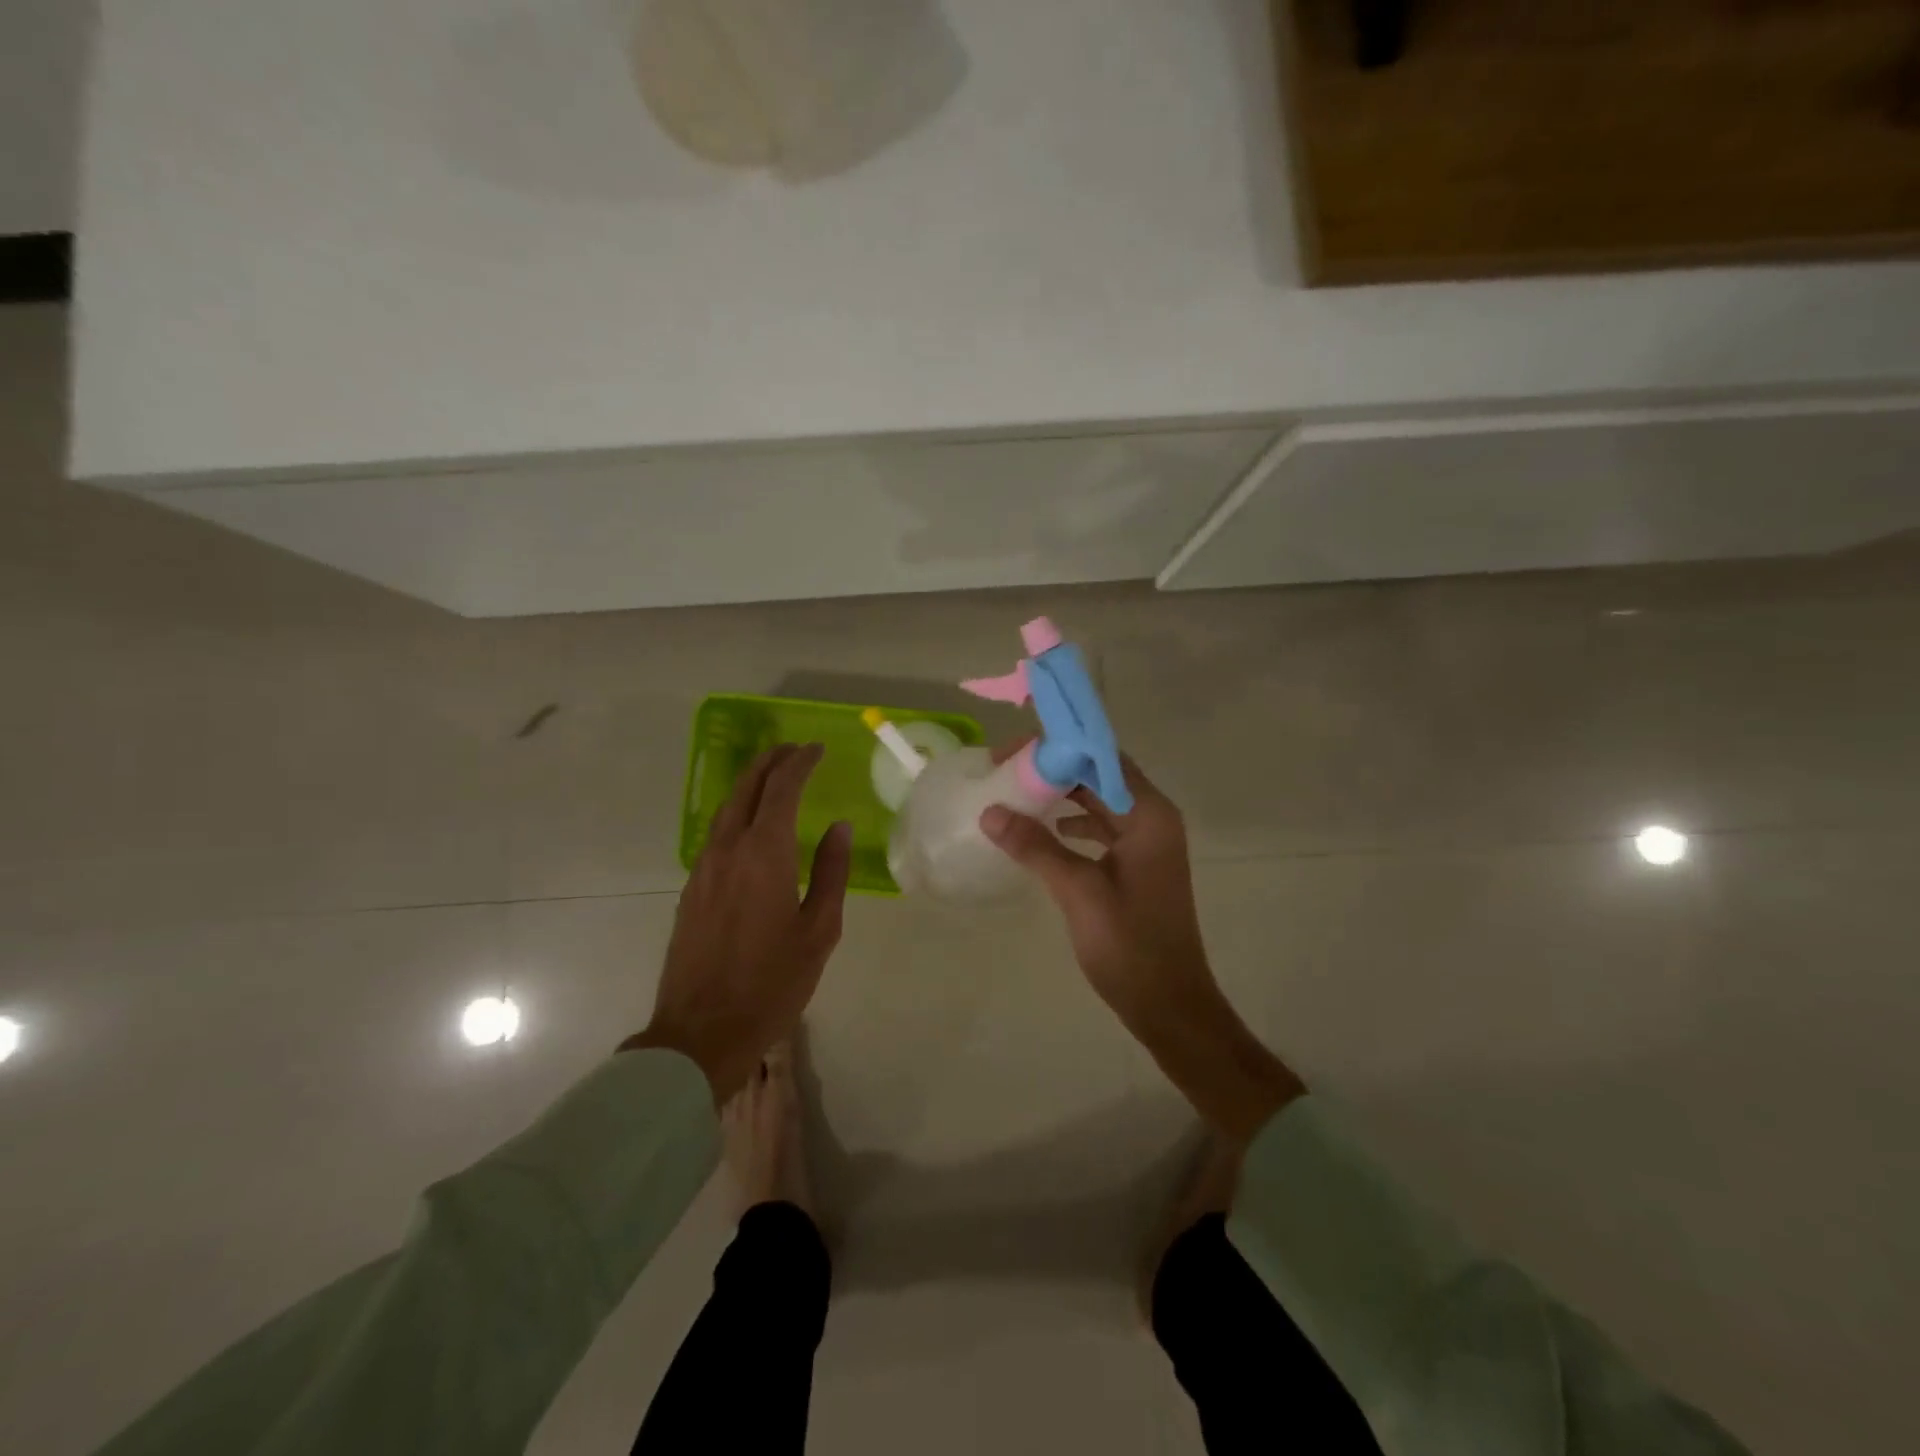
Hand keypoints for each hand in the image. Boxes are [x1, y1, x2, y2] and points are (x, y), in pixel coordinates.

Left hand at [624, 743, 851, 1101]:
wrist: (701, 1032)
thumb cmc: (772, 983)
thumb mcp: (819, 930)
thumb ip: (830, 872)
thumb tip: (839, 827)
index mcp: (764, 854)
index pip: (782, 789)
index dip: (800, 763)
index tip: (817, 749)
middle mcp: (728, 850)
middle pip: (746, 788)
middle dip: (770, 762)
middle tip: (794, 751)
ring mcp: (703, 868)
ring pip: (727, 809)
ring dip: (751, 785)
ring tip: (775, 778)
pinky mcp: (691, 889)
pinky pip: (717, 833)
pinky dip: (738, 813)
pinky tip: (752, 826)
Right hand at [979, 750, 1303, 1142]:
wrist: (1169, 1004)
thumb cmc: (1130, 945)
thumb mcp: (1078, 891)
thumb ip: (1035, 847)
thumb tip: (990, 812)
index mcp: (1148, 815)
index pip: (1100, 758)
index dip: (1055, 749)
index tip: (1010, 754)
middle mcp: (1152, 818)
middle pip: (1100, 775)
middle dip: (1054, 769)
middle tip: (1004, 770)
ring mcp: (1147, 842)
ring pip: (1099, 801)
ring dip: (1061, 794)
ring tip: (1015, 794)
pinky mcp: (1138, 865)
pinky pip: (1102, 828)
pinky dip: (1073, 823)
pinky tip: (1045, 831)